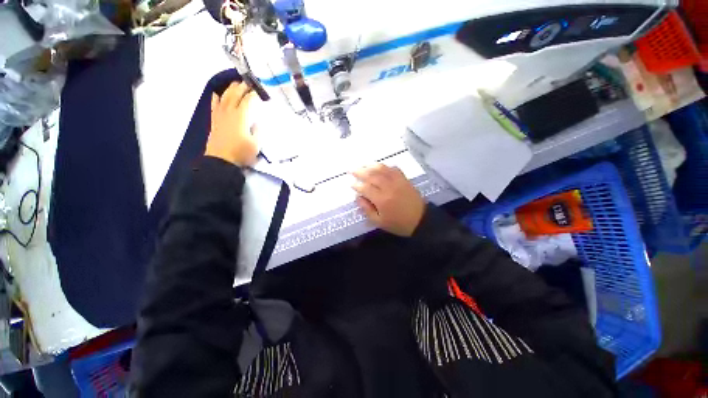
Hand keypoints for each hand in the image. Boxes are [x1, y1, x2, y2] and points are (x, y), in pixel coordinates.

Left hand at [205, 82, 258, 166]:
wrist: (222, 161)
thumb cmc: (241, 153)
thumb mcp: (256, 144)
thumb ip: (257, 131)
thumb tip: (256, 122)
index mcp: (241, 117)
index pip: (248, 101)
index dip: (254, 95)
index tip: (260, 92)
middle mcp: (230, 112)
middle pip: (235, 95)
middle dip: (242, 87)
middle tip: (249, 83)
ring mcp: (220, 115)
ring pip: (224, 97)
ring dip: (230, 89)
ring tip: (236, 84)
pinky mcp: (215, 120)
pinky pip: (214, 105)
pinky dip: (216, 98)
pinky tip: (217, 94)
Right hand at [352, 164, 425, 236]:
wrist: (420, 221)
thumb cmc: (398, 224)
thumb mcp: (379, 222)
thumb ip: (367, 209)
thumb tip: (358, 197)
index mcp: (381, 200)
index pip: (365, 188)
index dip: (357, 185)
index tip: (351, 184)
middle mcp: (388, 187)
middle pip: (372, 175)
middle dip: (360, 172)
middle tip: (352, 170)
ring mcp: (398, 181)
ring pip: (382, 169)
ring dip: (371, 166)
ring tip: (362, 165)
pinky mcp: (404, 179)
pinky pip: (393, 169)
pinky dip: (385, 166)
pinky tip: (380, 166)